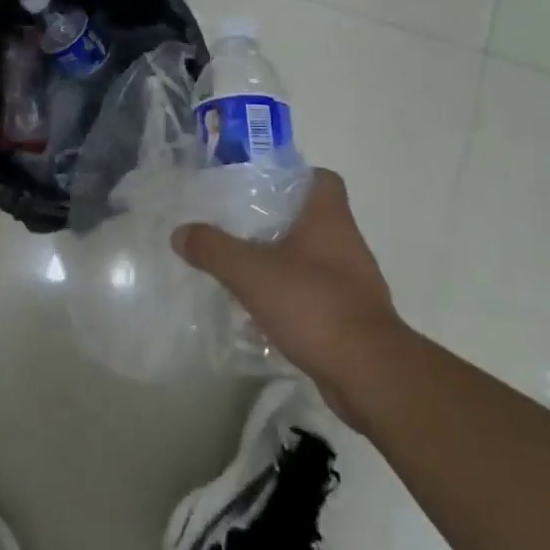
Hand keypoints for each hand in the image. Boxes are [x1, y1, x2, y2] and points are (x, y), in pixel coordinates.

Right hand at [173, 170, 401, 405]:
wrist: (368, 373)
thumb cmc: (313, 305)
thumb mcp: (251, 272)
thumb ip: (213, 249)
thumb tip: (180, 232)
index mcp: (328, 219)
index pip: (321, 179)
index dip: (292, 176)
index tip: (259, 185)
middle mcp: (346, 243)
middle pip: (310, 218)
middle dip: (275, 222)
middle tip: (236, 227)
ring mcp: (353, 282)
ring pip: (311, 258)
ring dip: (281, 261)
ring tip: (242, 269)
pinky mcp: (351, 316)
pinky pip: (315, 293)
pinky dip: (291, 296)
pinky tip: (261, 310)